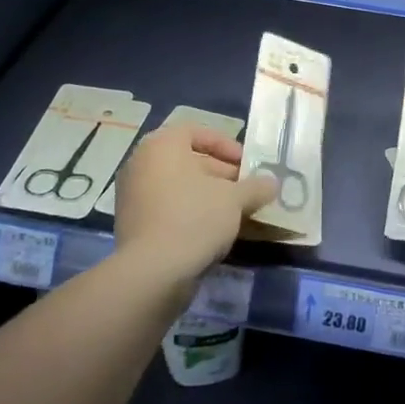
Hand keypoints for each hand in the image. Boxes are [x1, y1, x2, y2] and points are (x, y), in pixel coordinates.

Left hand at [114, 125, 275, 286]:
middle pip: (188, 160)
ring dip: (208, 195)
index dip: (225, 145)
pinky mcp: (132, 224)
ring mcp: (132, 195)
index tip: (246, 164)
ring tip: (235, 212)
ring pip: (178, 186)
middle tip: (246, 190)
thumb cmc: (194, 217)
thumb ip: (255, 187)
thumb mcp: (235, 199)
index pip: (196, 131)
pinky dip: (190, 213)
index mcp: (161, 145)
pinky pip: (167, 208)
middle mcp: (141, 163)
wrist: (153, 272)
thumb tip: (272, 183)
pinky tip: (214, 231)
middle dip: (221, 174)